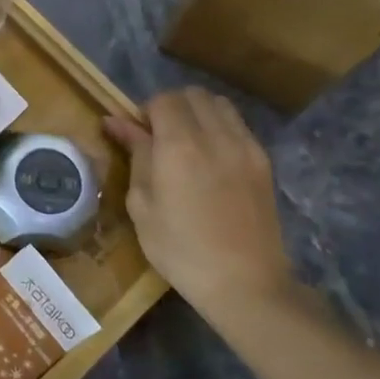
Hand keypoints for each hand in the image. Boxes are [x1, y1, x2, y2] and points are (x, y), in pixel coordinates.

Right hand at [103, 88, 291, 325]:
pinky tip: (210, 157)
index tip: (135, 134)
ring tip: (186, 142)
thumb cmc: (180, 249)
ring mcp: (245, 147)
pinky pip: (238, 126)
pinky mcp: (263, 162)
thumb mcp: (142, 204)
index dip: (144, 111)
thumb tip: (115, 121)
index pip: (163, 100)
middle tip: (158, 136)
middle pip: (192, 95)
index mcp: (180, 146)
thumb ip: (135, 154)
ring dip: (197, 112)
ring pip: (219, 104)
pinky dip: (219, 127)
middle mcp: (216, 136)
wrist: (245, 283)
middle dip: (171, 106)